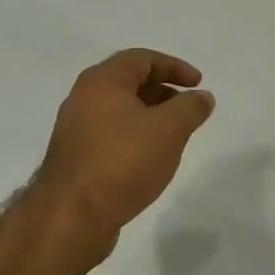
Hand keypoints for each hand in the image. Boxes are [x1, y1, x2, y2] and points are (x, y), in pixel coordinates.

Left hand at [30, 48, 215, 255]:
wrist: (72, 215)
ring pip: (119, 110)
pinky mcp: (75, 157)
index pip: (141, 58)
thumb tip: (202, 96)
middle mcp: (82, 98)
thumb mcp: (169, 130)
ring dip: (149, 116)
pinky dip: (134, 136)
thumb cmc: (123, 162)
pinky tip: (149, 158)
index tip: (198, 83)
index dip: (174, 66)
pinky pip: (110, 134)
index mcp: (101, 82)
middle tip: (187, 108)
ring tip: (173, 136)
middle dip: (162, 91)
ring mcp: (75, 129)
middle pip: (128, 82)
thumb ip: (190, 108)